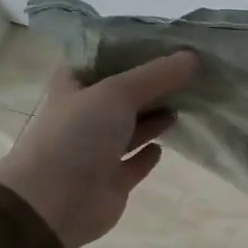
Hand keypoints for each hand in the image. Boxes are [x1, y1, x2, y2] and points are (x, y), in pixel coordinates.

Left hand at [0, 52, 199, 247]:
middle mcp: (84, 115)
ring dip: (155, 117)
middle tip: (191, 74)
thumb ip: (157, 75)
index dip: (132, 52)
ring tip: (186, 104)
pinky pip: (134, 162)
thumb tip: (194, 57)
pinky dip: (149, 154)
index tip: (169, 45)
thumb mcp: (117, 93)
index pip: (104, 60)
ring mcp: (96, 149)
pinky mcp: (111, 179)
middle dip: (153, 85)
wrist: (53, 202)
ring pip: (131, 127)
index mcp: (74, 87)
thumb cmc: (77, 136)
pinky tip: (165, 146)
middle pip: (124, 94)